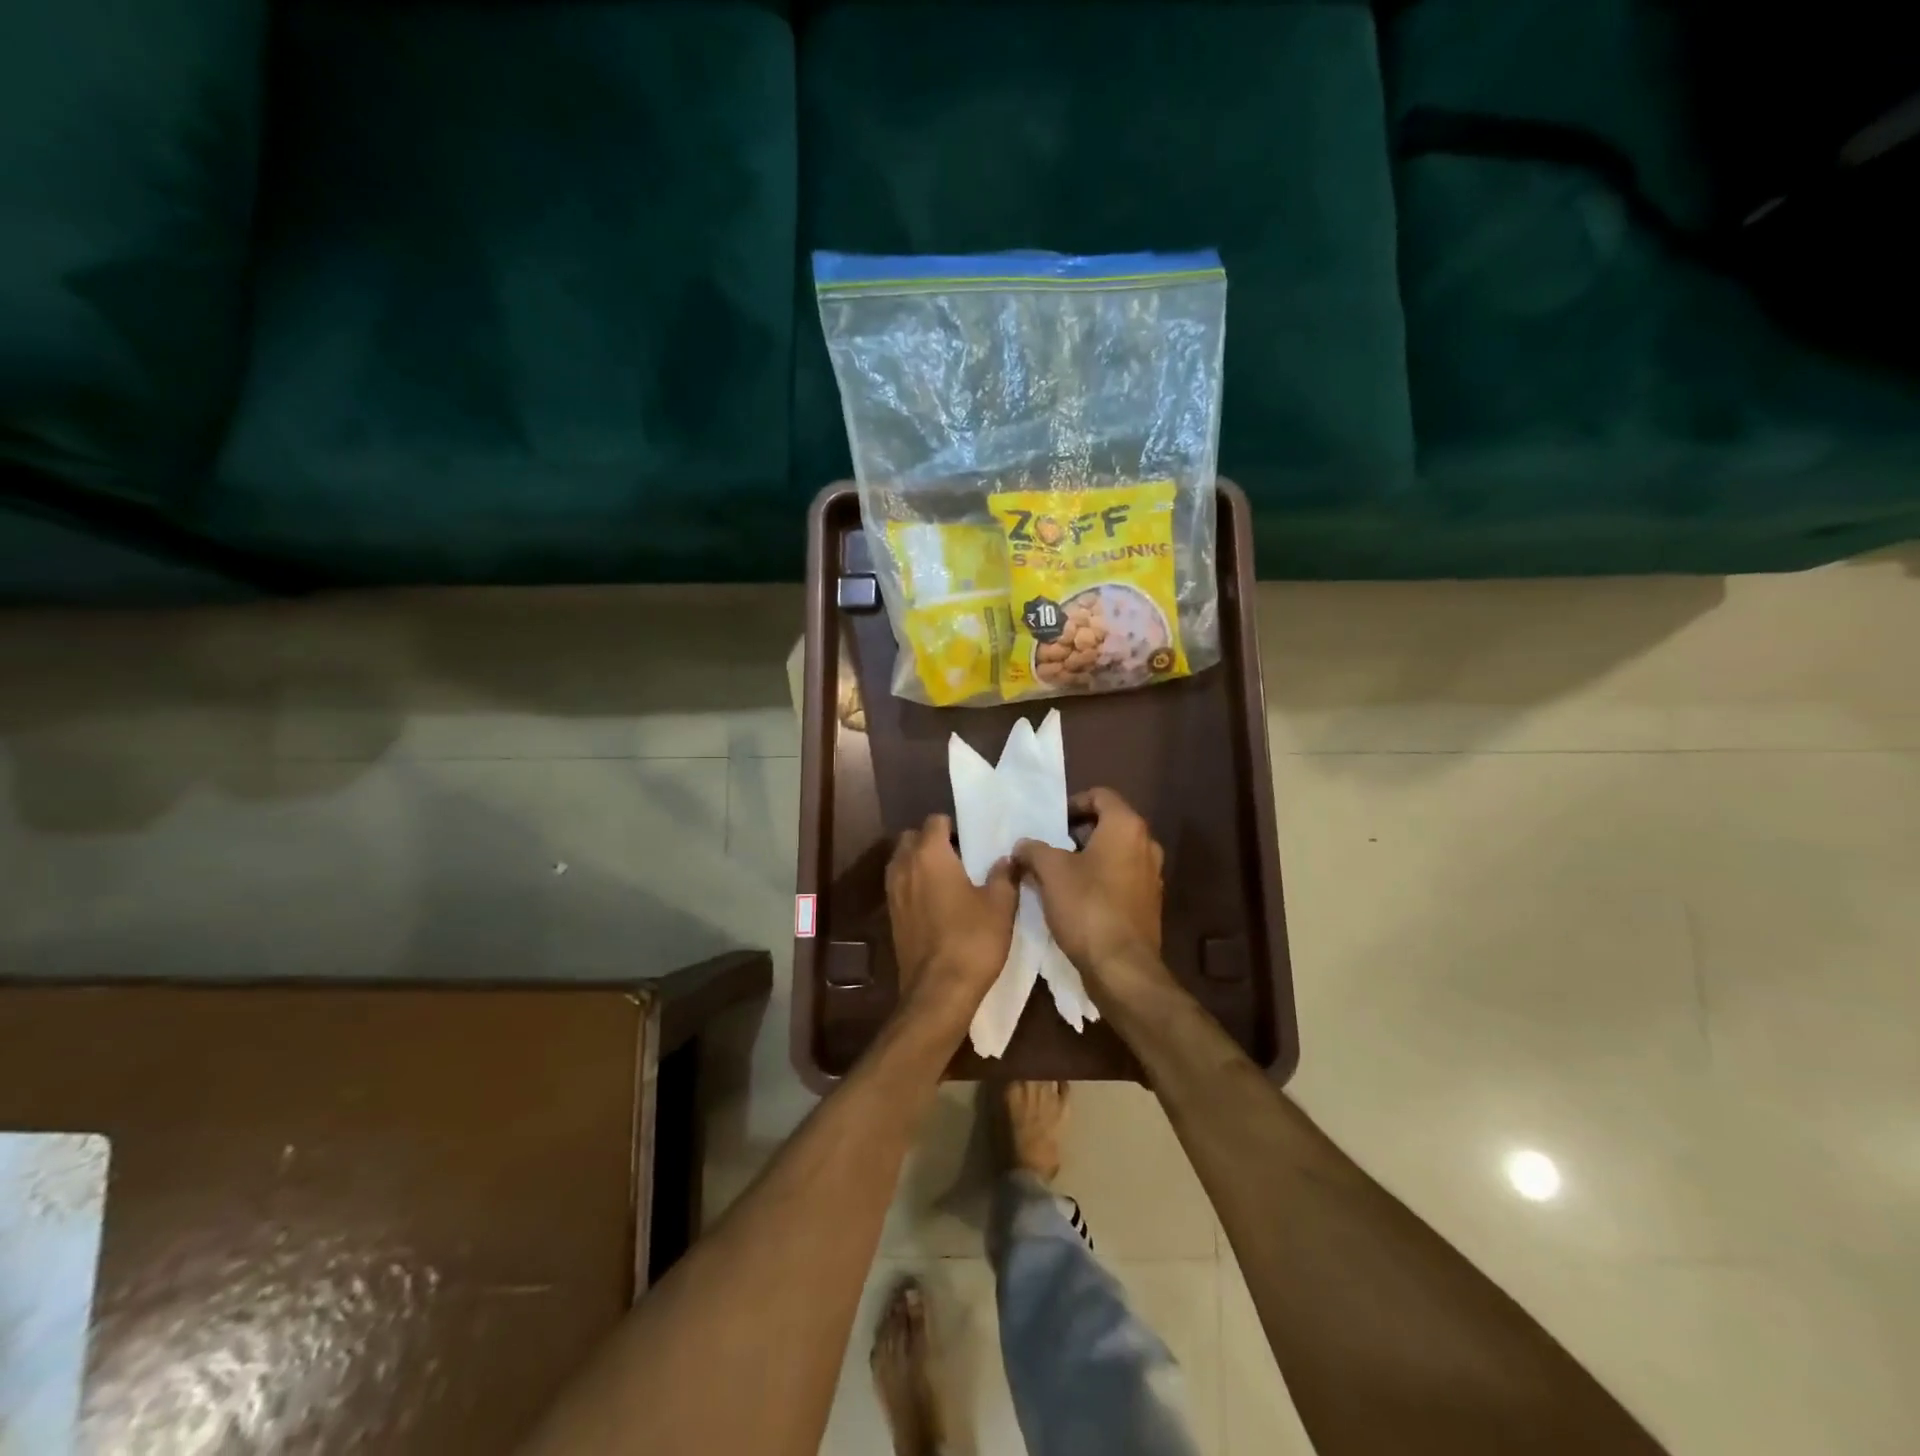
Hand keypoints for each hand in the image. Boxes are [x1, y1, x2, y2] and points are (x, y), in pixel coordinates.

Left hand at [887, 814, 1017, 1034]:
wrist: (938, 991)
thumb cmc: (972, 940)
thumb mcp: (1000, 904)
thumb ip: (1004, 875)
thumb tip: (1007, 858)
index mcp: (930, 854)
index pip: (935, 821)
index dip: (954, 826)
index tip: (973, 839)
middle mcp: (905, 867)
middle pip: (912, 838)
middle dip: (932, 841)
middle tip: (960, 856)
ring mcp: (893, 893)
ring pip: (902, 862)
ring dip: (920, 863)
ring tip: (949, 879)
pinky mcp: (892, 917)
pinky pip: (900, 887)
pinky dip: (914, 885)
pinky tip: (938, 903)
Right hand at [1013, 788, 1171, 999]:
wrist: (1121, 967)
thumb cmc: (1087, 906)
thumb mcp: (1050, 871)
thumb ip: (1034, 849)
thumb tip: (1023, 845)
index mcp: (1126, 827)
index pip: (1100, 795)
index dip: (1073, 803)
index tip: (1052, 822)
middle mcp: (1146, 845)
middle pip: (1109, 824)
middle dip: (1078, 833)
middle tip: (1050, 847)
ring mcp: (1151, 876)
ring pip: (1115, 854)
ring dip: (1088, 858)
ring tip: (1058, 875)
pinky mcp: (1148, 904)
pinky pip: (1121, 879)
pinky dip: (1100, 880)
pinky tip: (1076, 900)